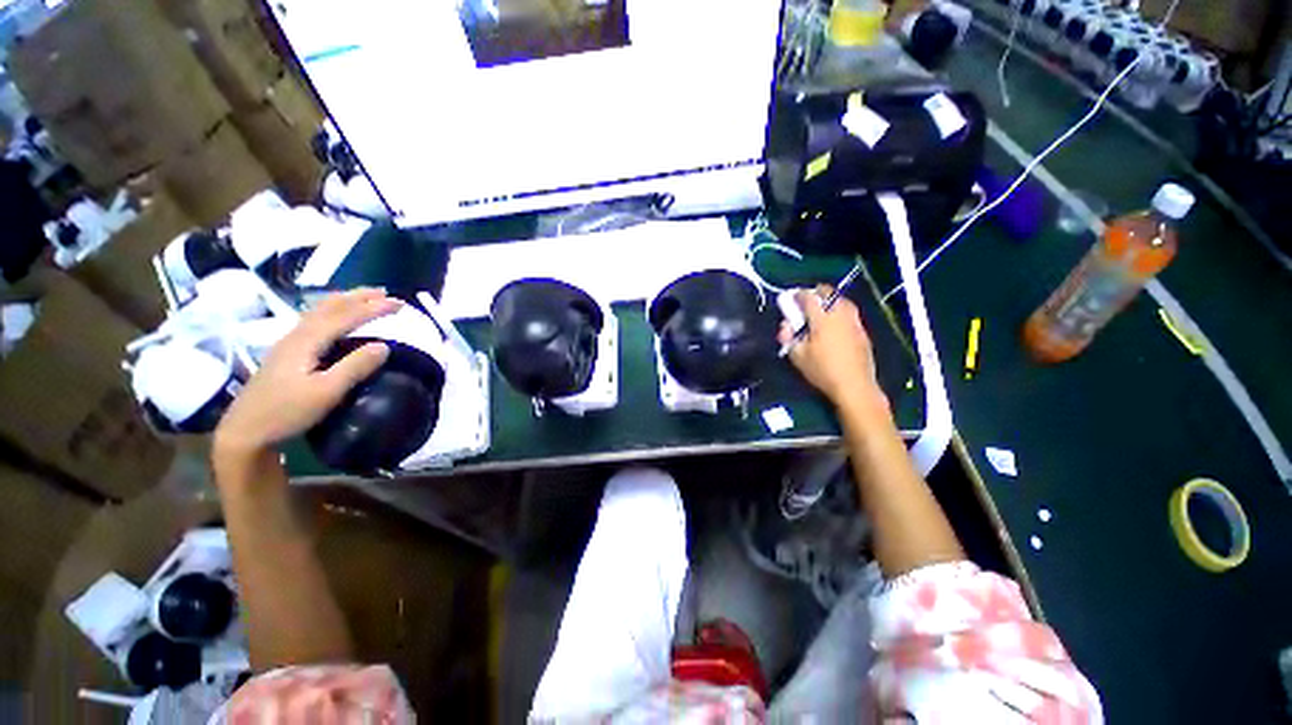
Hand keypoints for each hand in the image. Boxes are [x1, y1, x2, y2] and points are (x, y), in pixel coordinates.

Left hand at [214, 288, 400, 461]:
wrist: (244, 432)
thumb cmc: (286, 413)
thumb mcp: (326, 393)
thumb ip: (355, 367)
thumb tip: (385, 345)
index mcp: (306, 342)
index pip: (345, 316)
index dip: (373, 308)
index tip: (400, 304)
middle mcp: (296, 335)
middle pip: (329, 306)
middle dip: (359, 297)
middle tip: (386, 293)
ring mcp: (288, 343)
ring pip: (319, 311)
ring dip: (345, 301)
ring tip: (366, 297)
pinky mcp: (287, 353)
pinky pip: (314, 320)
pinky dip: (332, 311)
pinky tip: (335, 317)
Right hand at [779, 286, 884, 413]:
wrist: (854, 385)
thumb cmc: (822, 371)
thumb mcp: (797, 356)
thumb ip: (788, 337)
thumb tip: (785, 325)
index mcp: (822, 319)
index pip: (809, 298)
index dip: (799, 294)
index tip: (792, 297)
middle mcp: (840, 315)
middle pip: (830, 294)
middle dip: (817, 292)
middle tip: (808, 299)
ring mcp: (854, 322)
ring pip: (843, 301)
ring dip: (831, 299)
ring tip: (822, 307)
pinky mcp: (863, 332)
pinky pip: (850, 313)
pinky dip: (841, 310)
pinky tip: (836, 322)